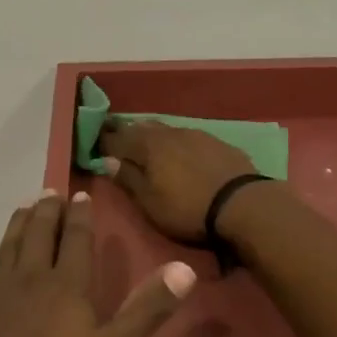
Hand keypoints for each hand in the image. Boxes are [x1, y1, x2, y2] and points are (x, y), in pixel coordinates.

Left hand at [0, 189, 197, 336]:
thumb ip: (146, 311)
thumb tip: (185, 267)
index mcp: (67, 289)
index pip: (78, 242)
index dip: (81, 217)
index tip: (80, 195)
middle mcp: (28, 281)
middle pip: (40, 236)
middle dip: (48, 212)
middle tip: (50, 191)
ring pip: (8, 248)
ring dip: (17, 225)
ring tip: (24, 207)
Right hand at [97, 121, 257, 241]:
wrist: (243, 204)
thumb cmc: (188, 208)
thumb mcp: (150, 202)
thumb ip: (128, 179)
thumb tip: (106, 160)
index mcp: (147, 146)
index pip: (117, 138)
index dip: (104, 140)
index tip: (93, 141)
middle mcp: (168, 133)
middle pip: (141, 128)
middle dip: (126, 132)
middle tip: (115, 135)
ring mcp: (194, 134)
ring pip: (164, 129)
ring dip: (151, 134)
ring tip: (144, 141)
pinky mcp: (216, 142)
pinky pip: (186, 136)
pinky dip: (174, 141)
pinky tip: (178, 149)